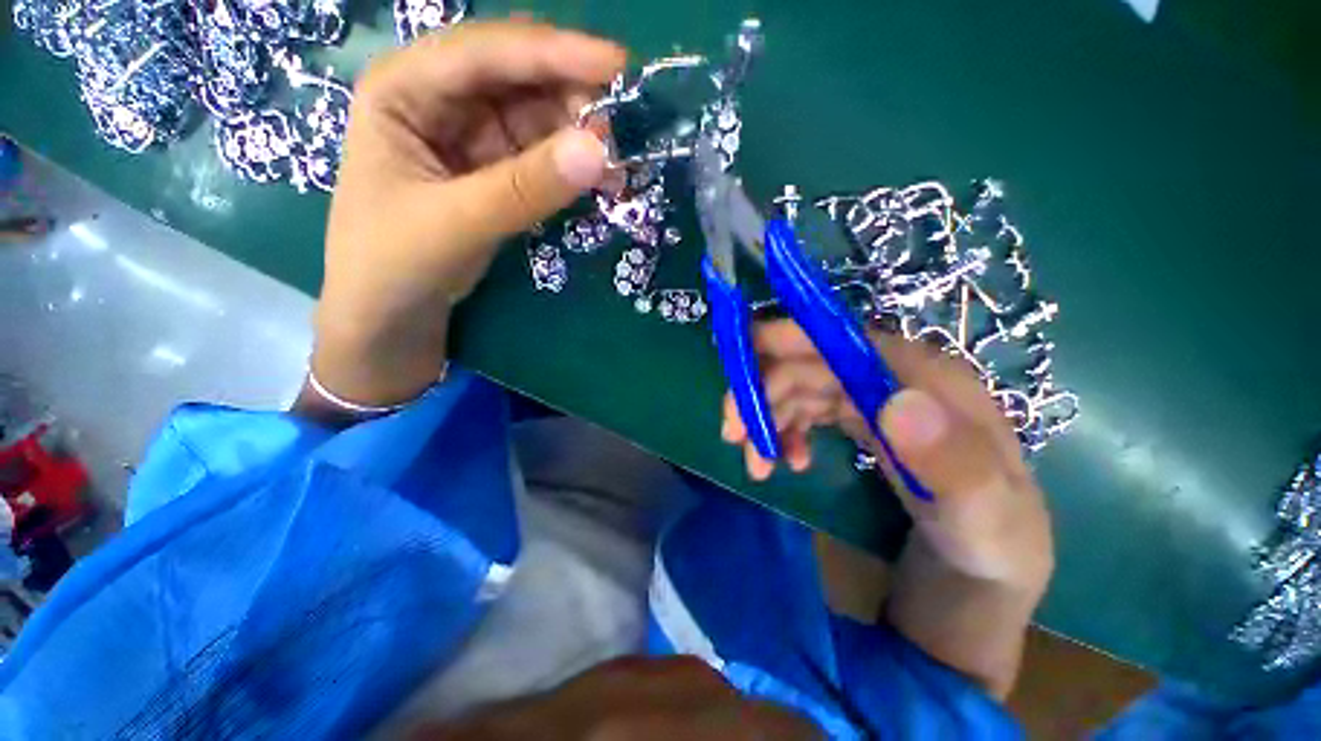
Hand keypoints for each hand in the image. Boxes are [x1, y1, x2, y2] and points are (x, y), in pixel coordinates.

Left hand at [308, 21, 624, 411]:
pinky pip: (541, 154)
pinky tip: (595, 180)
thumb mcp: (456, 223)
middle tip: (619, 131)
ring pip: (536, 115)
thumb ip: (525, 188)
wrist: (390, 315)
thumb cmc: (394, 263)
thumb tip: (598, 151)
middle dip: (571, 97)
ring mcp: (470, 135)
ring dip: (577, 135)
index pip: (486, 52)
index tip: (618, 65)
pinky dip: (570, 165)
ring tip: (613, 166)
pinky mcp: (494, 170)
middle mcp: (439, 98)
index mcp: (404, 88)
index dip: (554, 53)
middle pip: (517, 77)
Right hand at [721, 321, 1052, 695]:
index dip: (788, 343)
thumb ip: (954, 464)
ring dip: (767, 415)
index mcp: (931, 381)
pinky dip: (783, 430)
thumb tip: (895, 403)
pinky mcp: (860, 422)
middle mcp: (897, 380)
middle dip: (762, 390)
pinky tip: (784, 461)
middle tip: (732, 432)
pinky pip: (806, 411)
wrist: (978, 585)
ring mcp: (875, 401)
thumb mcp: (985, 523)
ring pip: (801, 386)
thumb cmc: (989, 553)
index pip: (847, 342)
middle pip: (812, 363)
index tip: (739, 365)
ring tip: (756, 462)